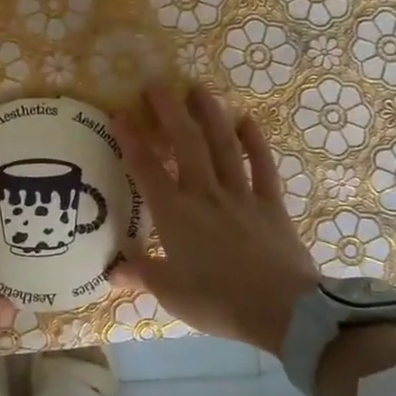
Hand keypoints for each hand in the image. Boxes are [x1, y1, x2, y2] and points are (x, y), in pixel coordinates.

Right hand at [111, 83, 321, 355]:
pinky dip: (254, 142)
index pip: (146, 168)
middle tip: (157, 84)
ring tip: (197, 88)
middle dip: (169, 111)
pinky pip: (262, 166)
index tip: (120, 113)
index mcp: (175, 214)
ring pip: (223, 145)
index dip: (131, 139)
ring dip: (209, 114)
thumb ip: (141, 274)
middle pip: (186, 143)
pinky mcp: (271, 204)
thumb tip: (111, 271)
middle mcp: (205, 193)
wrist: (283, 311)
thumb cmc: (219, 301)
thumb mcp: (171, 293)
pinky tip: (247, 120)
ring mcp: (241, 195)